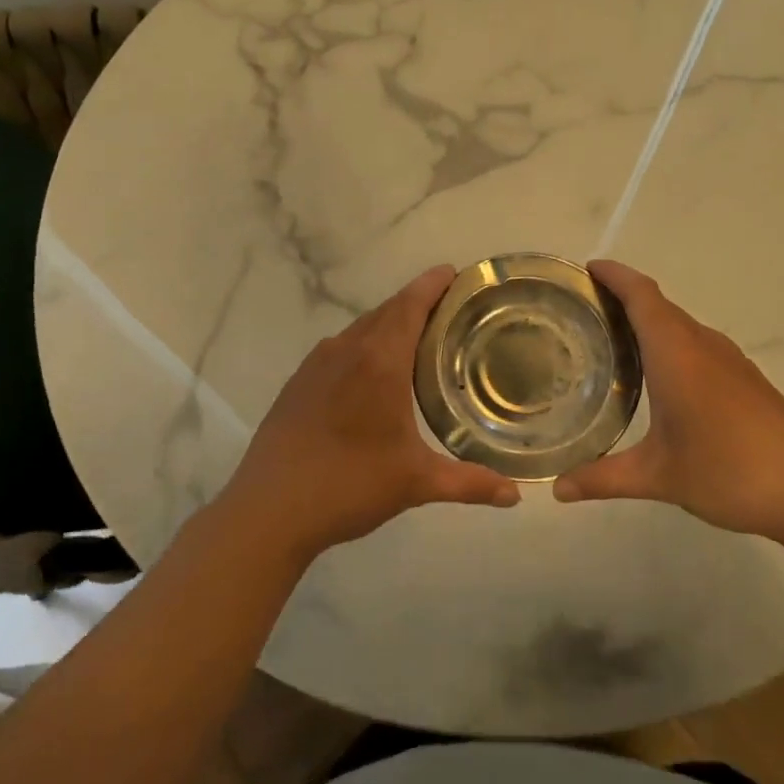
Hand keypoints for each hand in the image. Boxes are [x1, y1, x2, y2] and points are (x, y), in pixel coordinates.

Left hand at [215, 265, 519, 561]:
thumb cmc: (349, 485)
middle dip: (417, 303)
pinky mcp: (298, 382)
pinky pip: (340, 349)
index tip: (454, 273)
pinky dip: (364, 347)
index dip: (433, 284)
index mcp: (379, 360)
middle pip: (387, 310)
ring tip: (417, 341)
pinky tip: (372, 376)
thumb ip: (469, 483)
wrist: (269, 509)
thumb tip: (515, 495)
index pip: (410, 304)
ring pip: (361, 329)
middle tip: (450, 311)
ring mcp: (316, 364)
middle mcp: (347, 350)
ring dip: (389, 325)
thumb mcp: (416, 483)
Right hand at [553, 259, 783, 543]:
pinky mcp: (746, 380)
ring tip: (612, 340)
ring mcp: (729, 362)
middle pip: (659, 305)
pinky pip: (697, 345)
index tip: (587, 269)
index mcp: (676, 353)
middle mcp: (702, 345)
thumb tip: (558, 489)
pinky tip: (659, 378)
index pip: (642, 295)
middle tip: (583, 310)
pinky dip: (670, 344)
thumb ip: (603, 478)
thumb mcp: (658, 476)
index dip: (615, 275)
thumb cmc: (730, 470)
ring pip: (680, 326)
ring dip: (648, 322)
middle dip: (623, 297)